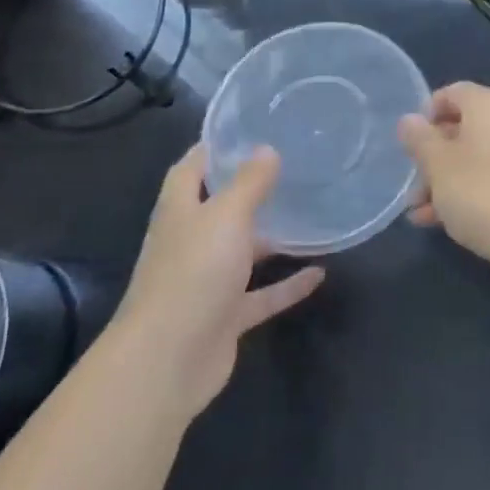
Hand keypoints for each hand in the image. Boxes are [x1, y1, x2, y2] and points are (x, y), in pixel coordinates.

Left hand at [114, 145, 323, 417]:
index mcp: (181, 211)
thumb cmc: (193, 273)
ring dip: (271, 238)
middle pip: (218, 209)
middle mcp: (191, 242)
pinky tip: (320, 273)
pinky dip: (288, 285)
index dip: (211, 148)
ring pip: (243, 252)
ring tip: (309, 214)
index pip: (190, 169)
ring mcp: (208, 282)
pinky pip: (262, 295)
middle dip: (247, 190)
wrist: (169, 360)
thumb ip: (249, 184)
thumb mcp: (226, 216)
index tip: (243, 129)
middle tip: (288, 168)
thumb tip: (267, 149)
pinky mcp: (226, 316)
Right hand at [397, 82, 489, 269]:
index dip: (426, 115)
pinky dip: (471, 191)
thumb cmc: (482, 192)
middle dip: (433, 158)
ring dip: (447, 180)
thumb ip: (419, 139)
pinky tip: (446, 223)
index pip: (451, 93)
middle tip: (413, 188)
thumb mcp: (438, 166)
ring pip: (477, 157)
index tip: (409, 144)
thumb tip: (409, 120)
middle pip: (463, 128)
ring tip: (421, 213)